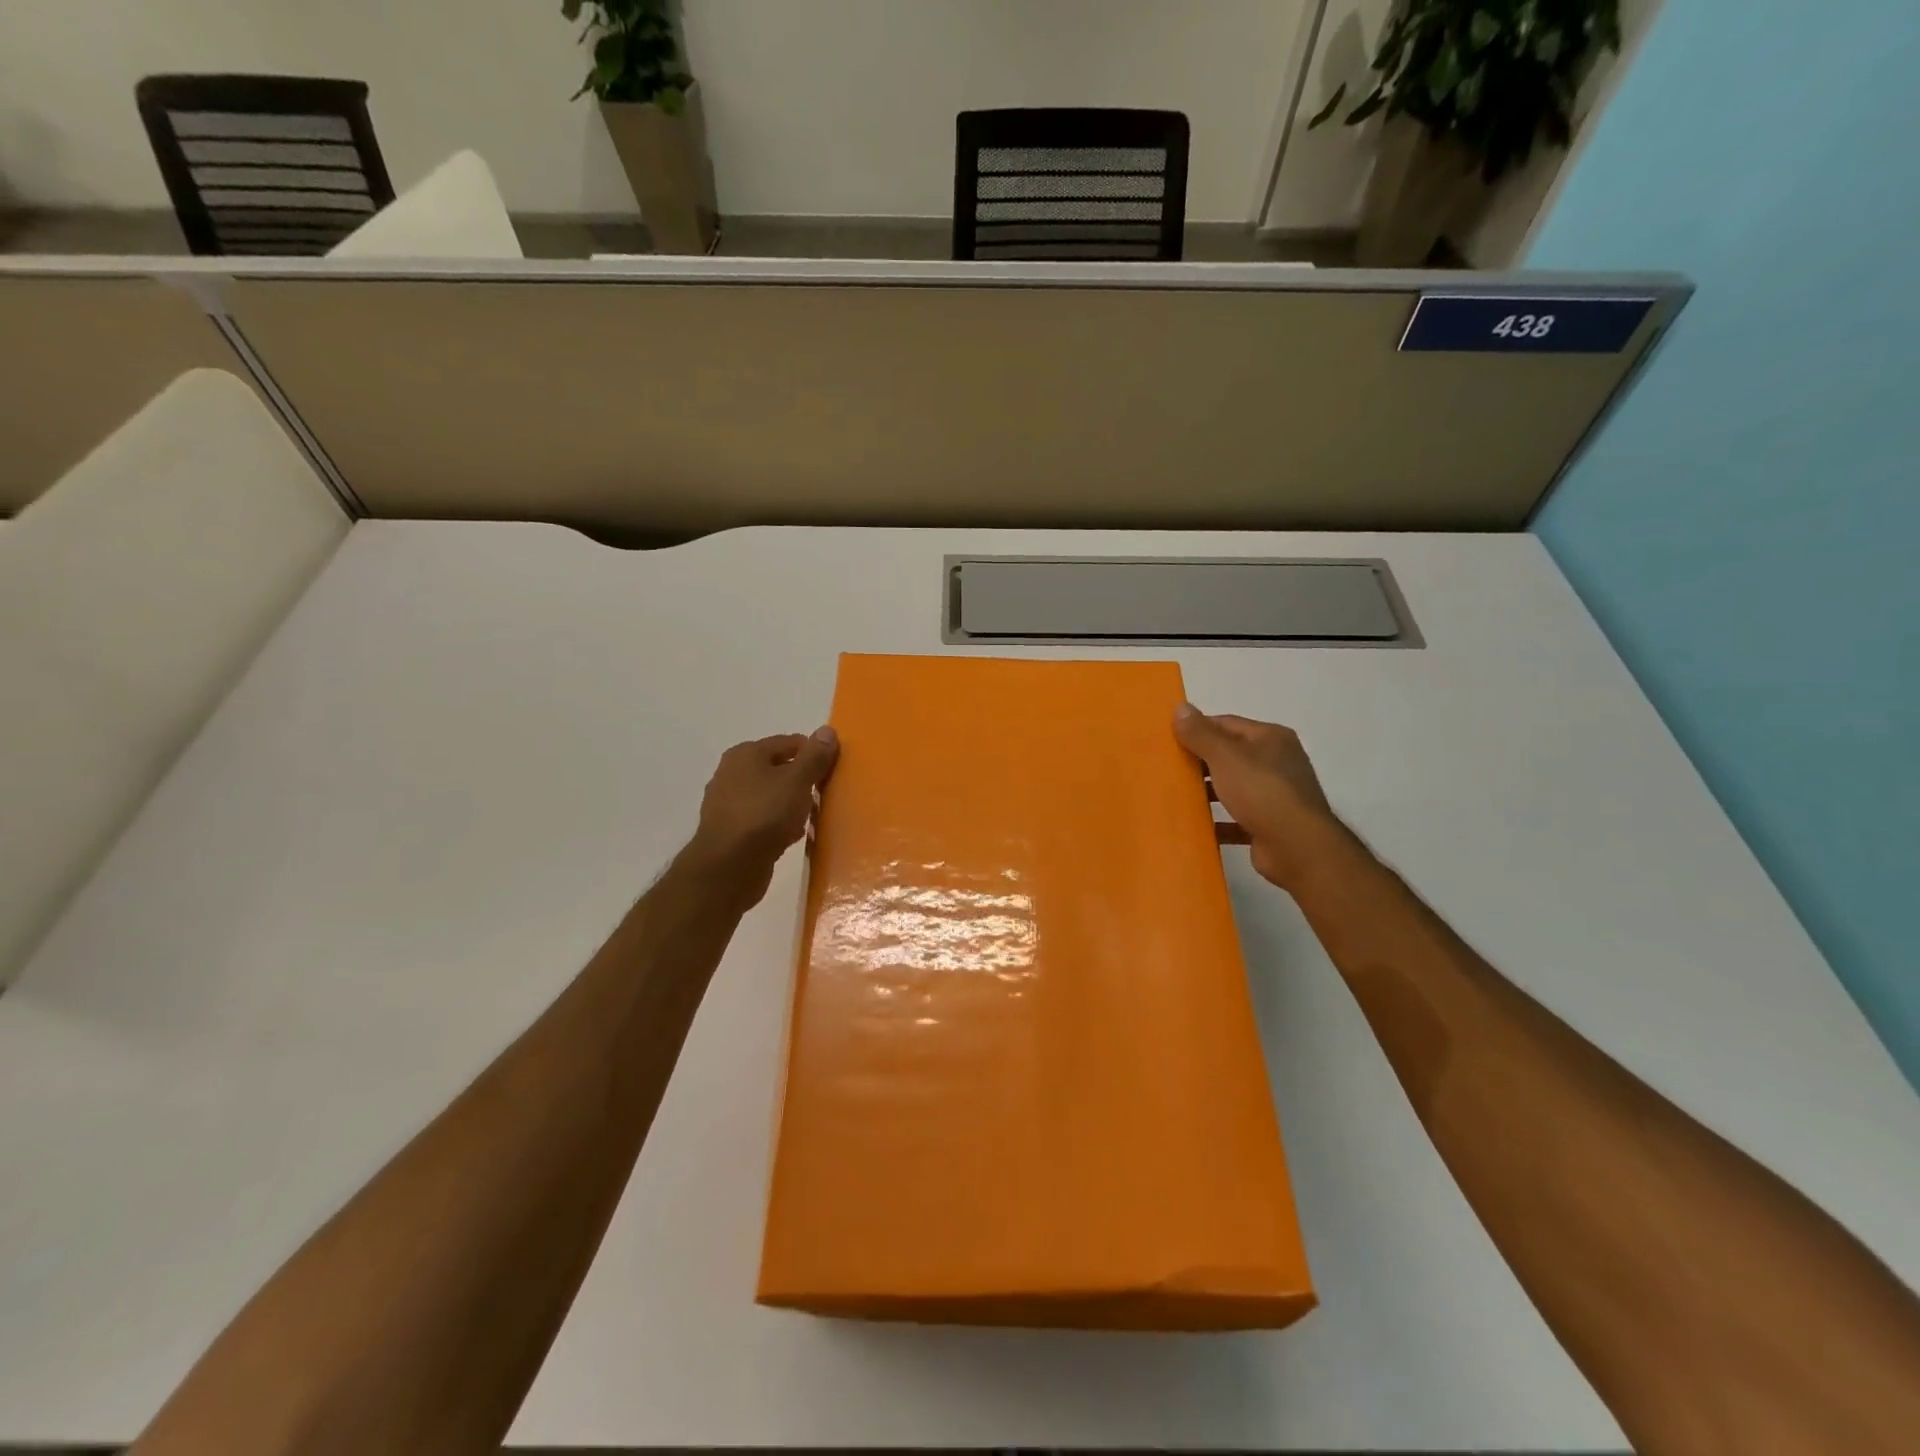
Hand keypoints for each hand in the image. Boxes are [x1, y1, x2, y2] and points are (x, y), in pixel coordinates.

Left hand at [685, 728, 838, 905]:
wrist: (728, 868)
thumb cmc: (764, 815)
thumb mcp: (797, 781)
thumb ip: (814, 756)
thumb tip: (827, 730)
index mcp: (746, 754)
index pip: (790, 743)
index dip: (814, 754)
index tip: (834, 772)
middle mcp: (732, 773)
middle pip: (779, 769)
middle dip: (803, 781)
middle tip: (825, 795)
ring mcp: (728, 803)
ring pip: (771, 796)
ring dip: (793, 804)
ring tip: (812, 818)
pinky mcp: (730, 831)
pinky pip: (763, 819)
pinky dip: (779, 824)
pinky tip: (793, 836)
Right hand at [1173, 704, 1344, 890]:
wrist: (1297, 848)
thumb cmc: (1262, 792)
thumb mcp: (1225, 756)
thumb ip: (1201, 733)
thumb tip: (1180, 707)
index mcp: (1271, 738)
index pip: (1226, 724)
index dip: (1197, 729)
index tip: (1168, 739)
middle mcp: (1277, 762)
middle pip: (1230, 755)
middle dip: (1200, 761)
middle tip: (1167, 767)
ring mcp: (1275, 795)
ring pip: (1233, 787)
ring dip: (1208, 791)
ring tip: (1175, 795)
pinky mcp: (1269, 825)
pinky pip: (1236, 818)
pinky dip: (1218, 820)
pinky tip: (1195, 825)